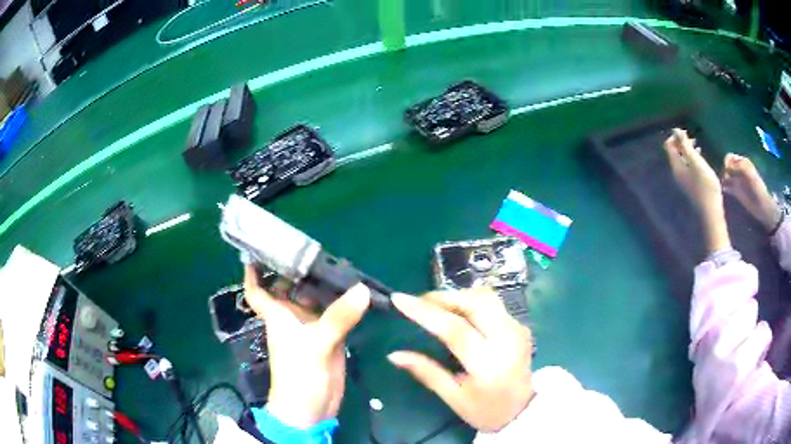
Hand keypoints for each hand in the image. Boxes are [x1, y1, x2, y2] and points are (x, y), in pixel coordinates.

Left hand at [243, 265, 369, 427]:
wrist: (312, 408)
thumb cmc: (299, 374)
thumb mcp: (316, 344)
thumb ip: (338, 317)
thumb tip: (363, 289)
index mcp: (278, 315)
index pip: (257, 290)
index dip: (253, 272)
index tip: (258, 250)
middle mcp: (292, 317)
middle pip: (290, 288)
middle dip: (299, 270)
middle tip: (318, 248)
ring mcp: (311, 327)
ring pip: (314, 300)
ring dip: (324, 285)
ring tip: (341, 263)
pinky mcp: (329, 338)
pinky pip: (334, 314)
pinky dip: (342, 303)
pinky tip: (355, 290)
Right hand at [387, 289, 533, 431]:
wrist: (523, 411)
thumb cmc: (485, 410)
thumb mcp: (453, 397)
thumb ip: (426, 372)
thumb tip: (393, 355)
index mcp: (488, 362)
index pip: (454, 329)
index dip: (424, 312)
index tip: (399, 299)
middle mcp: (507, 338)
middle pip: (474, 302)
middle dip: (442, 297)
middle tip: (417, 301)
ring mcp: (517, 328)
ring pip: (485, 297)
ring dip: (457, 296)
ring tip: (435, 306)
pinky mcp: (520, 325)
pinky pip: (493, 303)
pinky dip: (470, 302)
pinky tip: (457, 313)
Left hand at [663, 128, 730, 252]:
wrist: (710, 210)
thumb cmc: (704, 184)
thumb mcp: (695, 161)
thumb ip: (685, 145)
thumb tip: (675, 130)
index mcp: (676, 166)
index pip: (668, 146)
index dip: (675, 137)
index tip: (687, 133)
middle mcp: (677, 173)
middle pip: (675, 152)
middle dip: (682, 142)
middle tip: (693, 139)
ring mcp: (684, 180)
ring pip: (682, 159)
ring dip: (688, 150)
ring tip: (698, 146)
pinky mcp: (691, 185)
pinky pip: (688, 167)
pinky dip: (692, 159)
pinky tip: (701, 159)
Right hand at [722, 153, 780, 231]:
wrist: (762, 208)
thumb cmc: (758, 190)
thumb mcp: (750, 175)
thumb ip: (739, 167)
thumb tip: (726, 168)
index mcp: (742, 162)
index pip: (729, 157)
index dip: (726, 163)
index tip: (727, 172)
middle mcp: (738, 170)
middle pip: (726, 166)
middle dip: (724, 171)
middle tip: (725, 180)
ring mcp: (737, 181)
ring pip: (725, 176)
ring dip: (723, 179)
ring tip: (723, 186)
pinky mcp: (736, 192)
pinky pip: (727, 186)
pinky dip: (724, 187)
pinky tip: (724, 191)